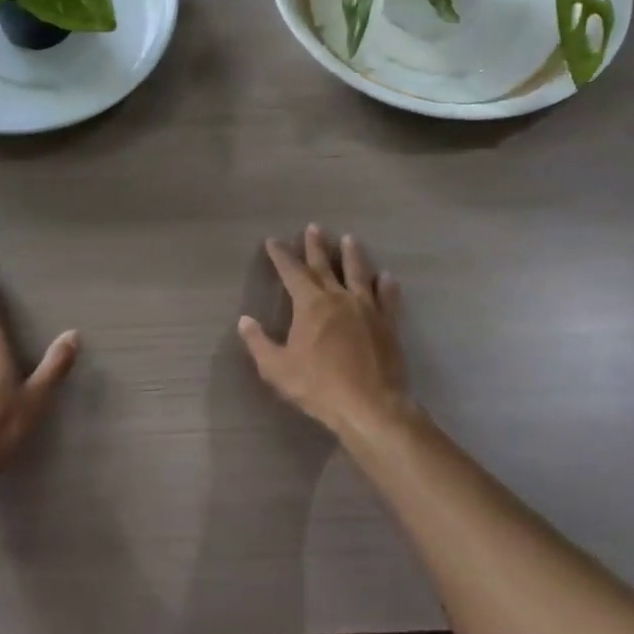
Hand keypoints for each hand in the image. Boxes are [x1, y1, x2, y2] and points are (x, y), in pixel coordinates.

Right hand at [239, 224, 415, 439]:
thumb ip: (259, 343)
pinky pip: (387, 297)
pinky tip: (386, 277)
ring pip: (358, 273)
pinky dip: (385, 285)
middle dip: (316, 246)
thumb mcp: (277, 369)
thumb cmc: (319, 387)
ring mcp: (366, 308)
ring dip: (352, 255)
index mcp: (310, 304)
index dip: (281, 255)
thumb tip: (245, 321)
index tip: (273, 241)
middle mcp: (338, 297)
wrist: (371, 406)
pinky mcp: (387, 324)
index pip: (292, 271)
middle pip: (325, 265)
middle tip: (314, 227)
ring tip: (350, 240)